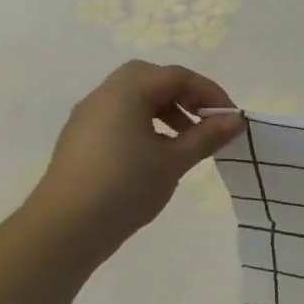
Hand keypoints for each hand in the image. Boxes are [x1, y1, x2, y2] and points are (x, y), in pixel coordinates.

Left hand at [25, 62, 242, 264]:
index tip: (231, 119)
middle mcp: (104, 96)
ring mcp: (89, 118)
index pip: (176, 76)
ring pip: (134, 99)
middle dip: (184, 96)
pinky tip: (159, 155)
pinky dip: (146, 125)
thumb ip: (206, 136)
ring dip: (166, 111)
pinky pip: (121, 118)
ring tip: (187, 142)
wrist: (67, 226)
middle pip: (151, 79)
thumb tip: (236, 120)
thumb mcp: (174, 161)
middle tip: (205, 121)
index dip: (209, 92)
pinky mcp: (82, 139)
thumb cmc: (126, 186)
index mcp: (126, 92)